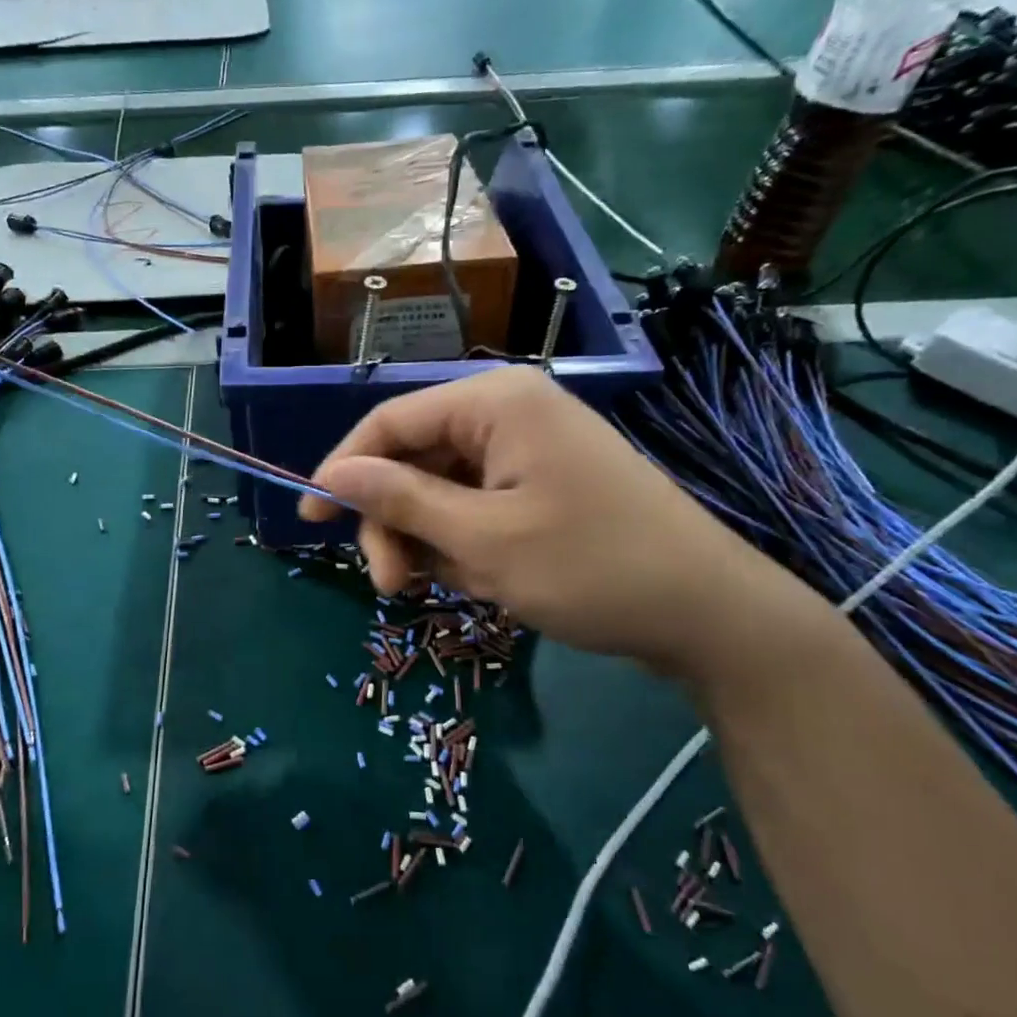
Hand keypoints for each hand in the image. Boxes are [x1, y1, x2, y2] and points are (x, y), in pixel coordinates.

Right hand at [299, 366, 825, 677]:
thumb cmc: (591, 567)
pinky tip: (482, 582)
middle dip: (394, 521)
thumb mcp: (481, 540)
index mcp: (495, 402)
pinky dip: (464, 545)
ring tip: (448, 590)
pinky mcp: (543, 486)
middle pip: (414, 458)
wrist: (706, 614)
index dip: (342, 470)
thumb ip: (400, 500)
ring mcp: (529, 450)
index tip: (309, 520)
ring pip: (441, 489)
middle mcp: (509, 413)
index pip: (390, 422)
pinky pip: (476, 507)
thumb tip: (330, 476)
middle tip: (391, 586)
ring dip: (428, 540)